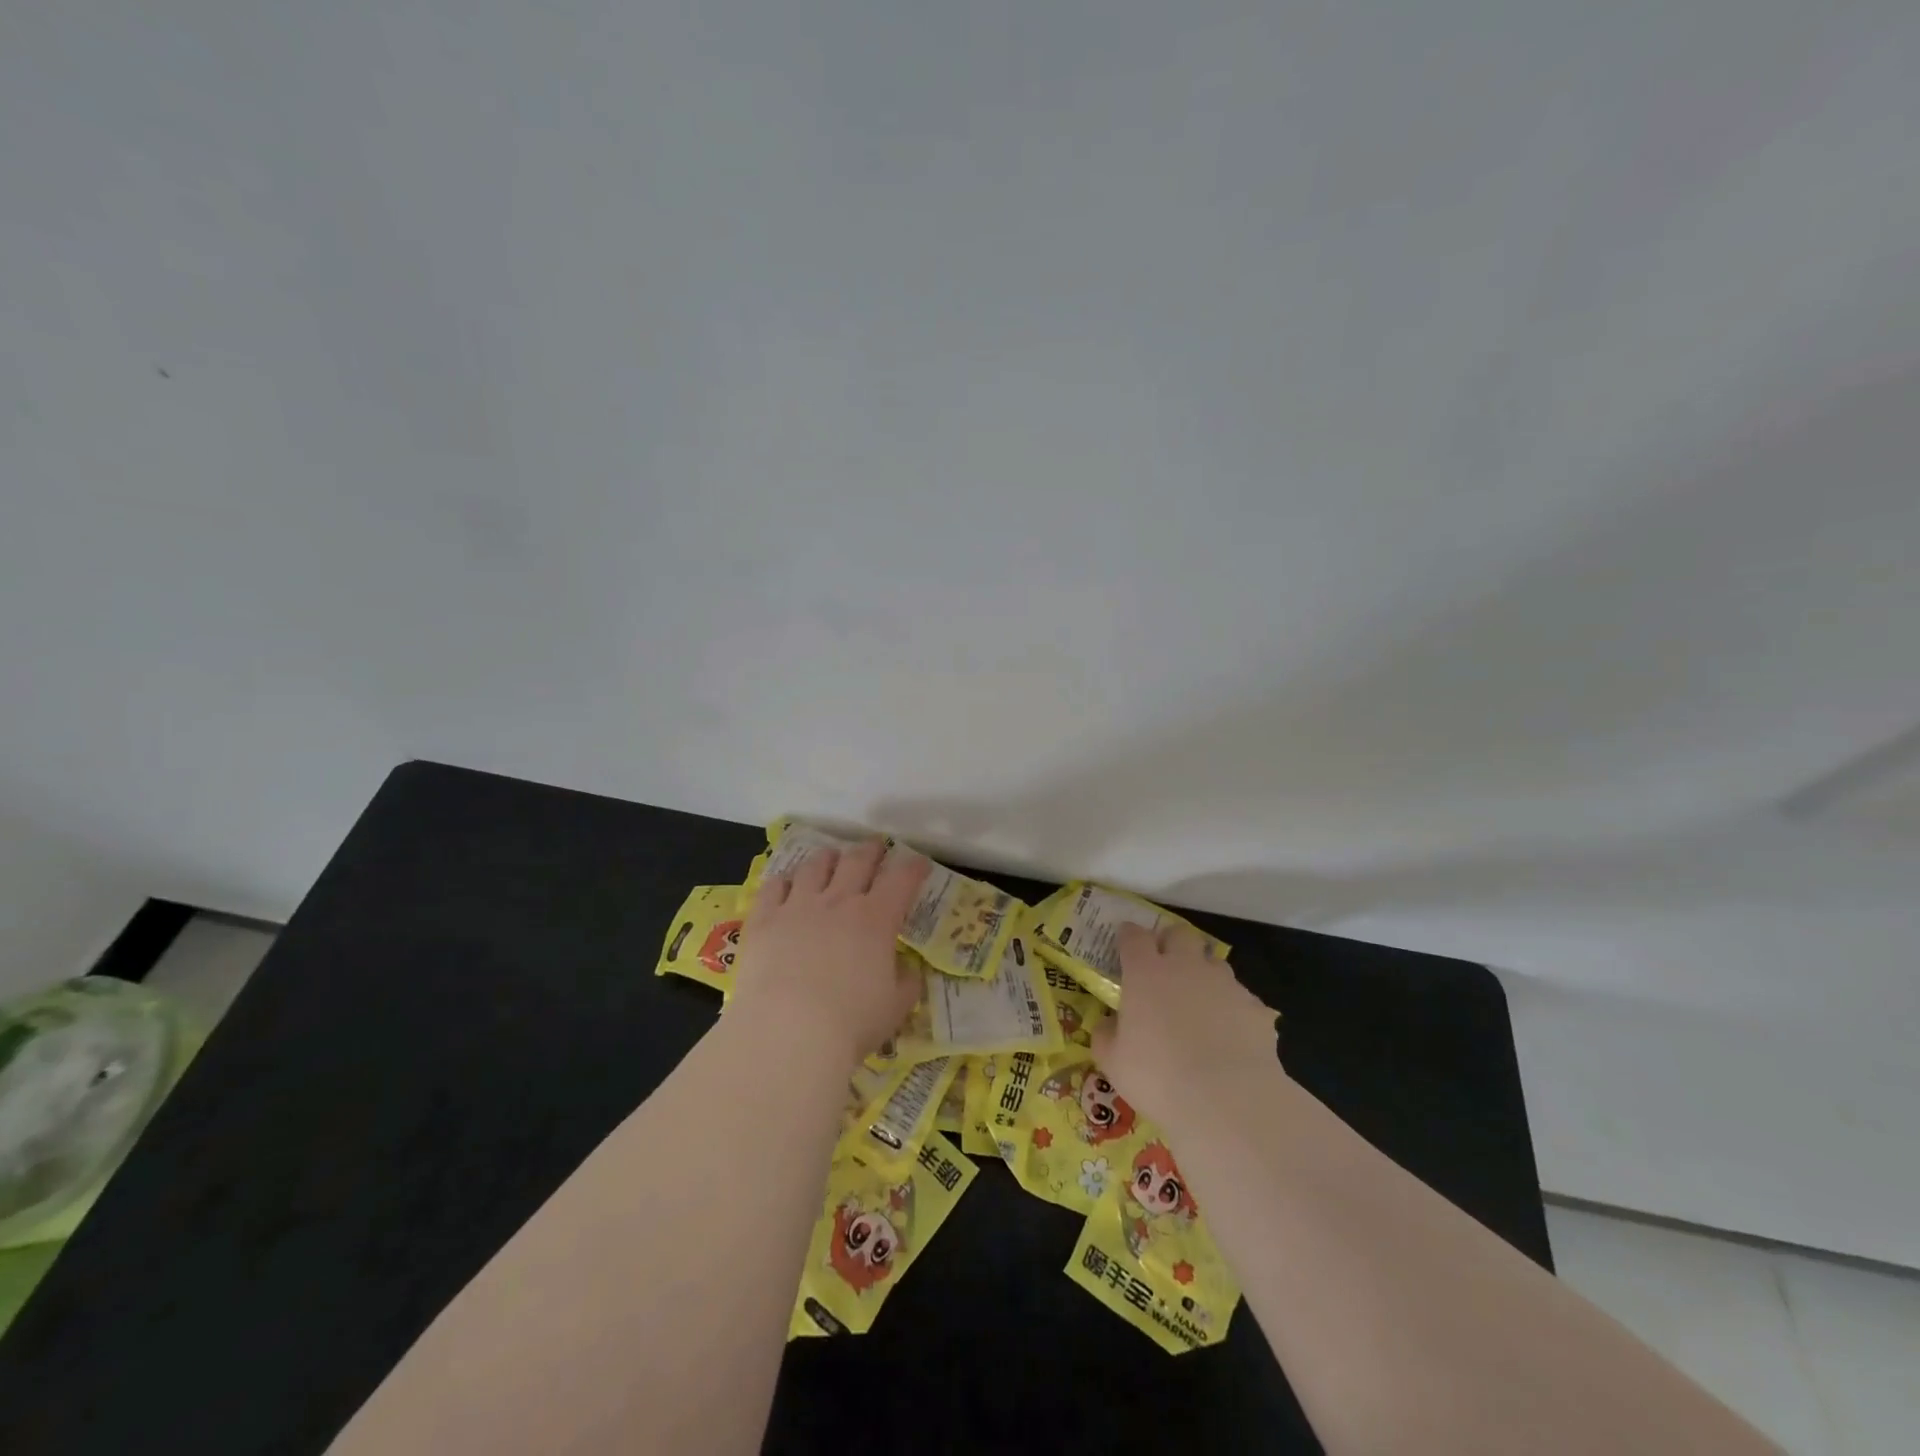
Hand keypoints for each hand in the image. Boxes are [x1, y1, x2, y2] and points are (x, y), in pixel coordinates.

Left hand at [728, 839, 927, 1067]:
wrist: (787, 1032)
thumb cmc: (850, 1023)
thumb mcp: (896, 1007)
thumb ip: (907, 982)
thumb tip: (908, 969)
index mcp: (877, 919)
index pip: (902, 879)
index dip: (913, 867)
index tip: (919, 864)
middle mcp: (839, 901)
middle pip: (858, 861)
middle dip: (871, 851)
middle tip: (876, 849)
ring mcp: (798, 906)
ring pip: (815, 866)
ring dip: (827, 858)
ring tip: (831, 858)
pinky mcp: (764, 919)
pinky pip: (774, 887)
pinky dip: (784, 880)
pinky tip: (786, 884)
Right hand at [1092, 922, 1280, 1136]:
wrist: (1228, 1101)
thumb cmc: (1158, 1077)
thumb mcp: (1113, 1062)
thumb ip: (1106, 1035)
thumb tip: (1108, 1024)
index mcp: (1146, 973)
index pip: (1134, 936)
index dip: (1129, 936)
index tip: (1126, 943)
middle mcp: (1186, 967)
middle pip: (1180, 934)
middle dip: (1171, 942)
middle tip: (1165, 965)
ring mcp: (1225, 984)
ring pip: (1214, 962)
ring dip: (1204, 973)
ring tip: (1200, 1002)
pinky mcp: (1256, 1008)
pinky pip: (1242, 999)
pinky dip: (1233, 1009)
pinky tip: (1230, 1036)